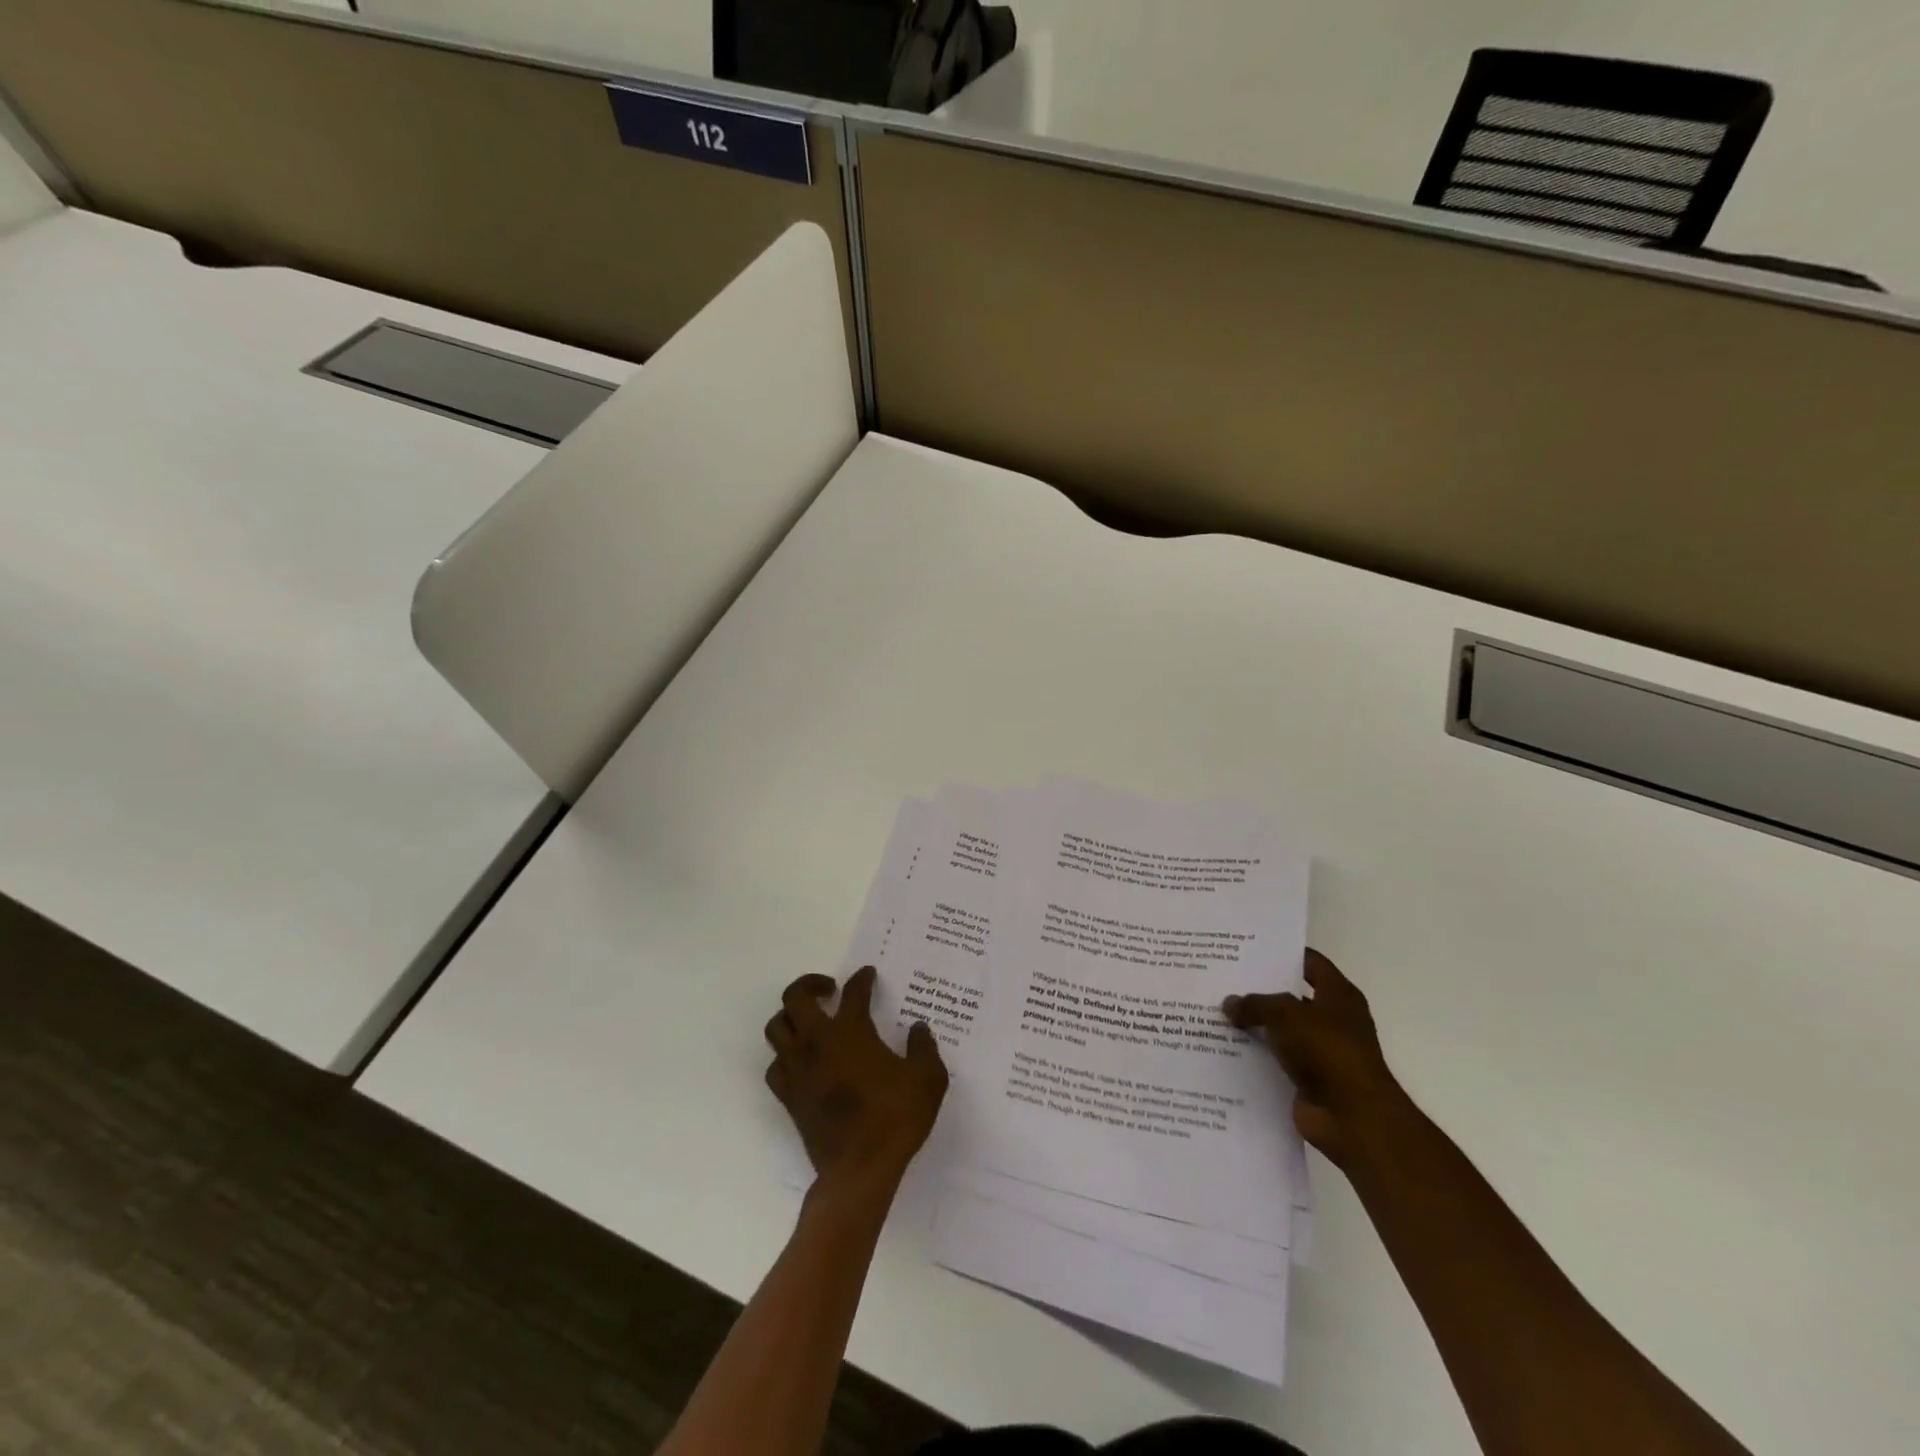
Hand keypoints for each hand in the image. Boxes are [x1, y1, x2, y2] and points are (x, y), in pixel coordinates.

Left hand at [764, 966, 947, 1192]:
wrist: (859, 1169)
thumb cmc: (895, 1118)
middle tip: (830, 989)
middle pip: (795, 997)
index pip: (854, 991)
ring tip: (810, 1020)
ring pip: (776, 1027)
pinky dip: (785, 1055)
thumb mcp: (928, 1079)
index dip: (862, 979)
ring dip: (791, 1016)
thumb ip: (924, 1048)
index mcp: (851, 1031)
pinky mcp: (789, 1096)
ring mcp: (798, 1069)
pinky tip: (802, 1060)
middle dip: (810, 984)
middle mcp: (817, 1041)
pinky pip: (775, 1065)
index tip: (869, 975)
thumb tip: (918, 1028)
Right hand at [1225, 950, 1404, 1168]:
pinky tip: (1224, 1047)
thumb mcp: (1286, 1015)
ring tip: (1216, 1012)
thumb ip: (1256, 1004)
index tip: (1247, 948)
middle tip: (1222, 979)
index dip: (1282, 954)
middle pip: (1291, 996)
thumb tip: (1230, 1003)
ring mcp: (1320, 1051)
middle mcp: (1332, 1020)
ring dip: (1254, 1025)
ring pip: (1280, 1030)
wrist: (1353, 1118)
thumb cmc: (1328, 1051)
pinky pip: (1275, 1060)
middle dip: (1259, 990)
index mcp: (1338, 996)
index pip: (1310, 963)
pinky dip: (1254, 1056)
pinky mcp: (1307, 1079)